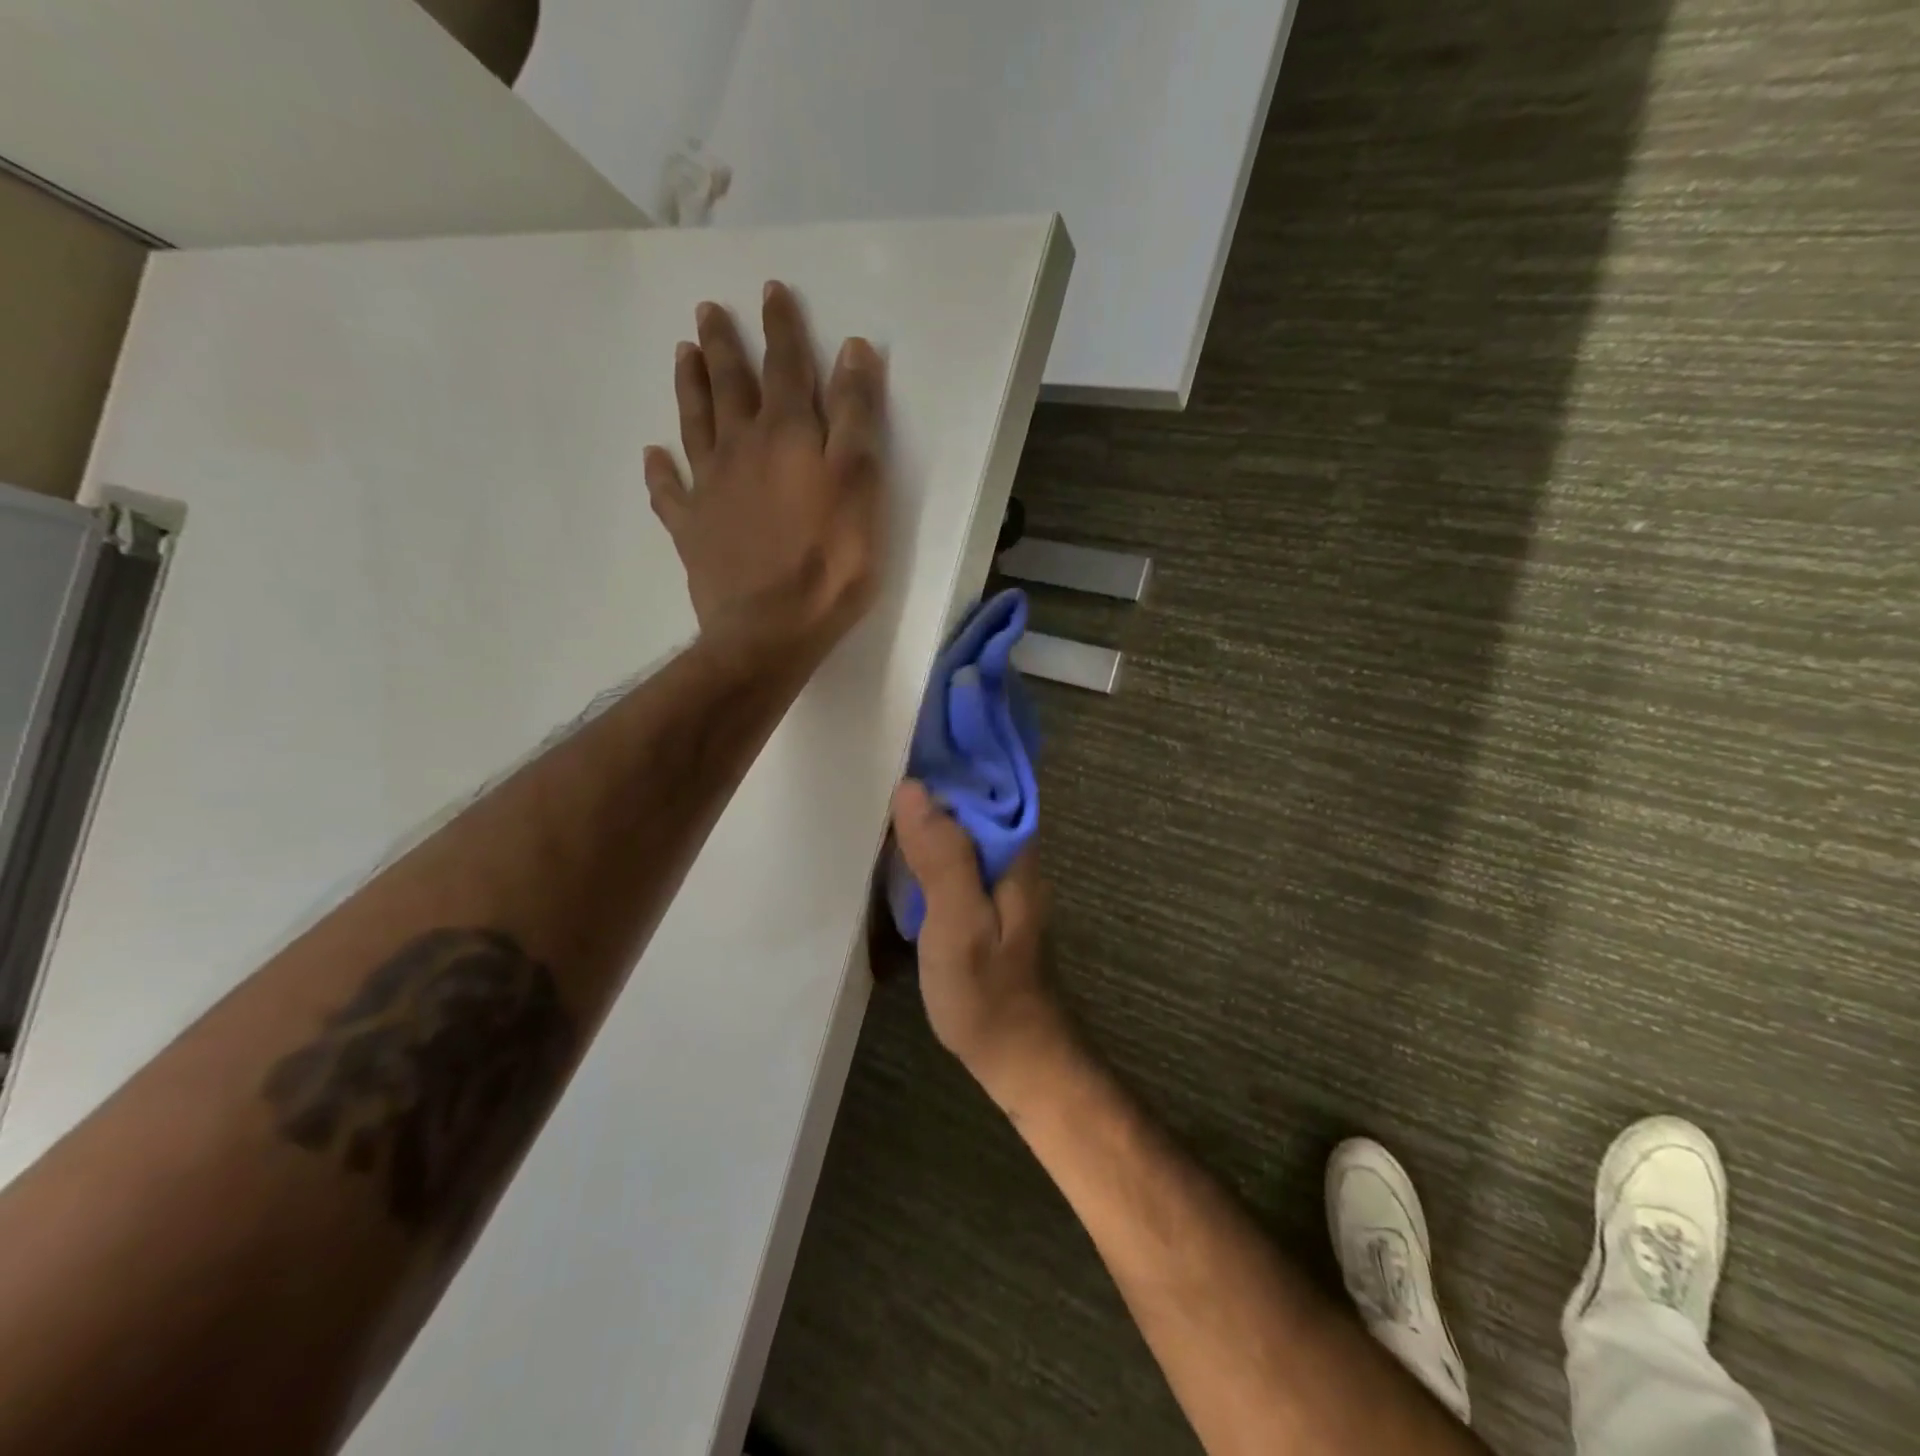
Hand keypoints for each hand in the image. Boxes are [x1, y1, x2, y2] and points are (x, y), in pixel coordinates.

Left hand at [644, 281, 885, 657]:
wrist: (770, 630)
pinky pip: (668, 493)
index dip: (782, 328)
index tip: (771, 291)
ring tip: (683, 353)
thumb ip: (857, 419)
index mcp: (787, 435)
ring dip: (690, 386)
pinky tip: (653, 456)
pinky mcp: (691, 529)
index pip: (786, 366)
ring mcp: (709, 488)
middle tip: (707, 310)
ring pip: (695, 424)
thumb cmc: (829, 563)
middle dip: (724, 345)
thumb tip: (853, 351)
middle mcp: (741, 449)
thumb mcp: (861, 486)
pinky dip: (659, 472)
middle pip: (731, 386)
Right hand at [889, 781, 1071, 1103]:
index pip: (987, 779)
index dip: (954, 750)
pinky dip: (927, 838)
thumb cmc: (985, 993)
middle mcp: (1011, 855)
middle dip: (936, 771)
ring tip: (882, 780)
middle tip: (881, 750)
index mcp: (1013, 851)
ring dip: (929, 804)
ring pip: (962, 824)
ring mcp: (997, 877)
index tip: (912, 724)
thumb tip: (914, 789)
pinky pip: (954, 852)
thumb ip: (942, 858)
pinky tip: (898, 837)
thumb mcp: (959, 925)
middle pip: (974, 796)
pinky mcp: (981, 898)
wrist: (1014, 1054)